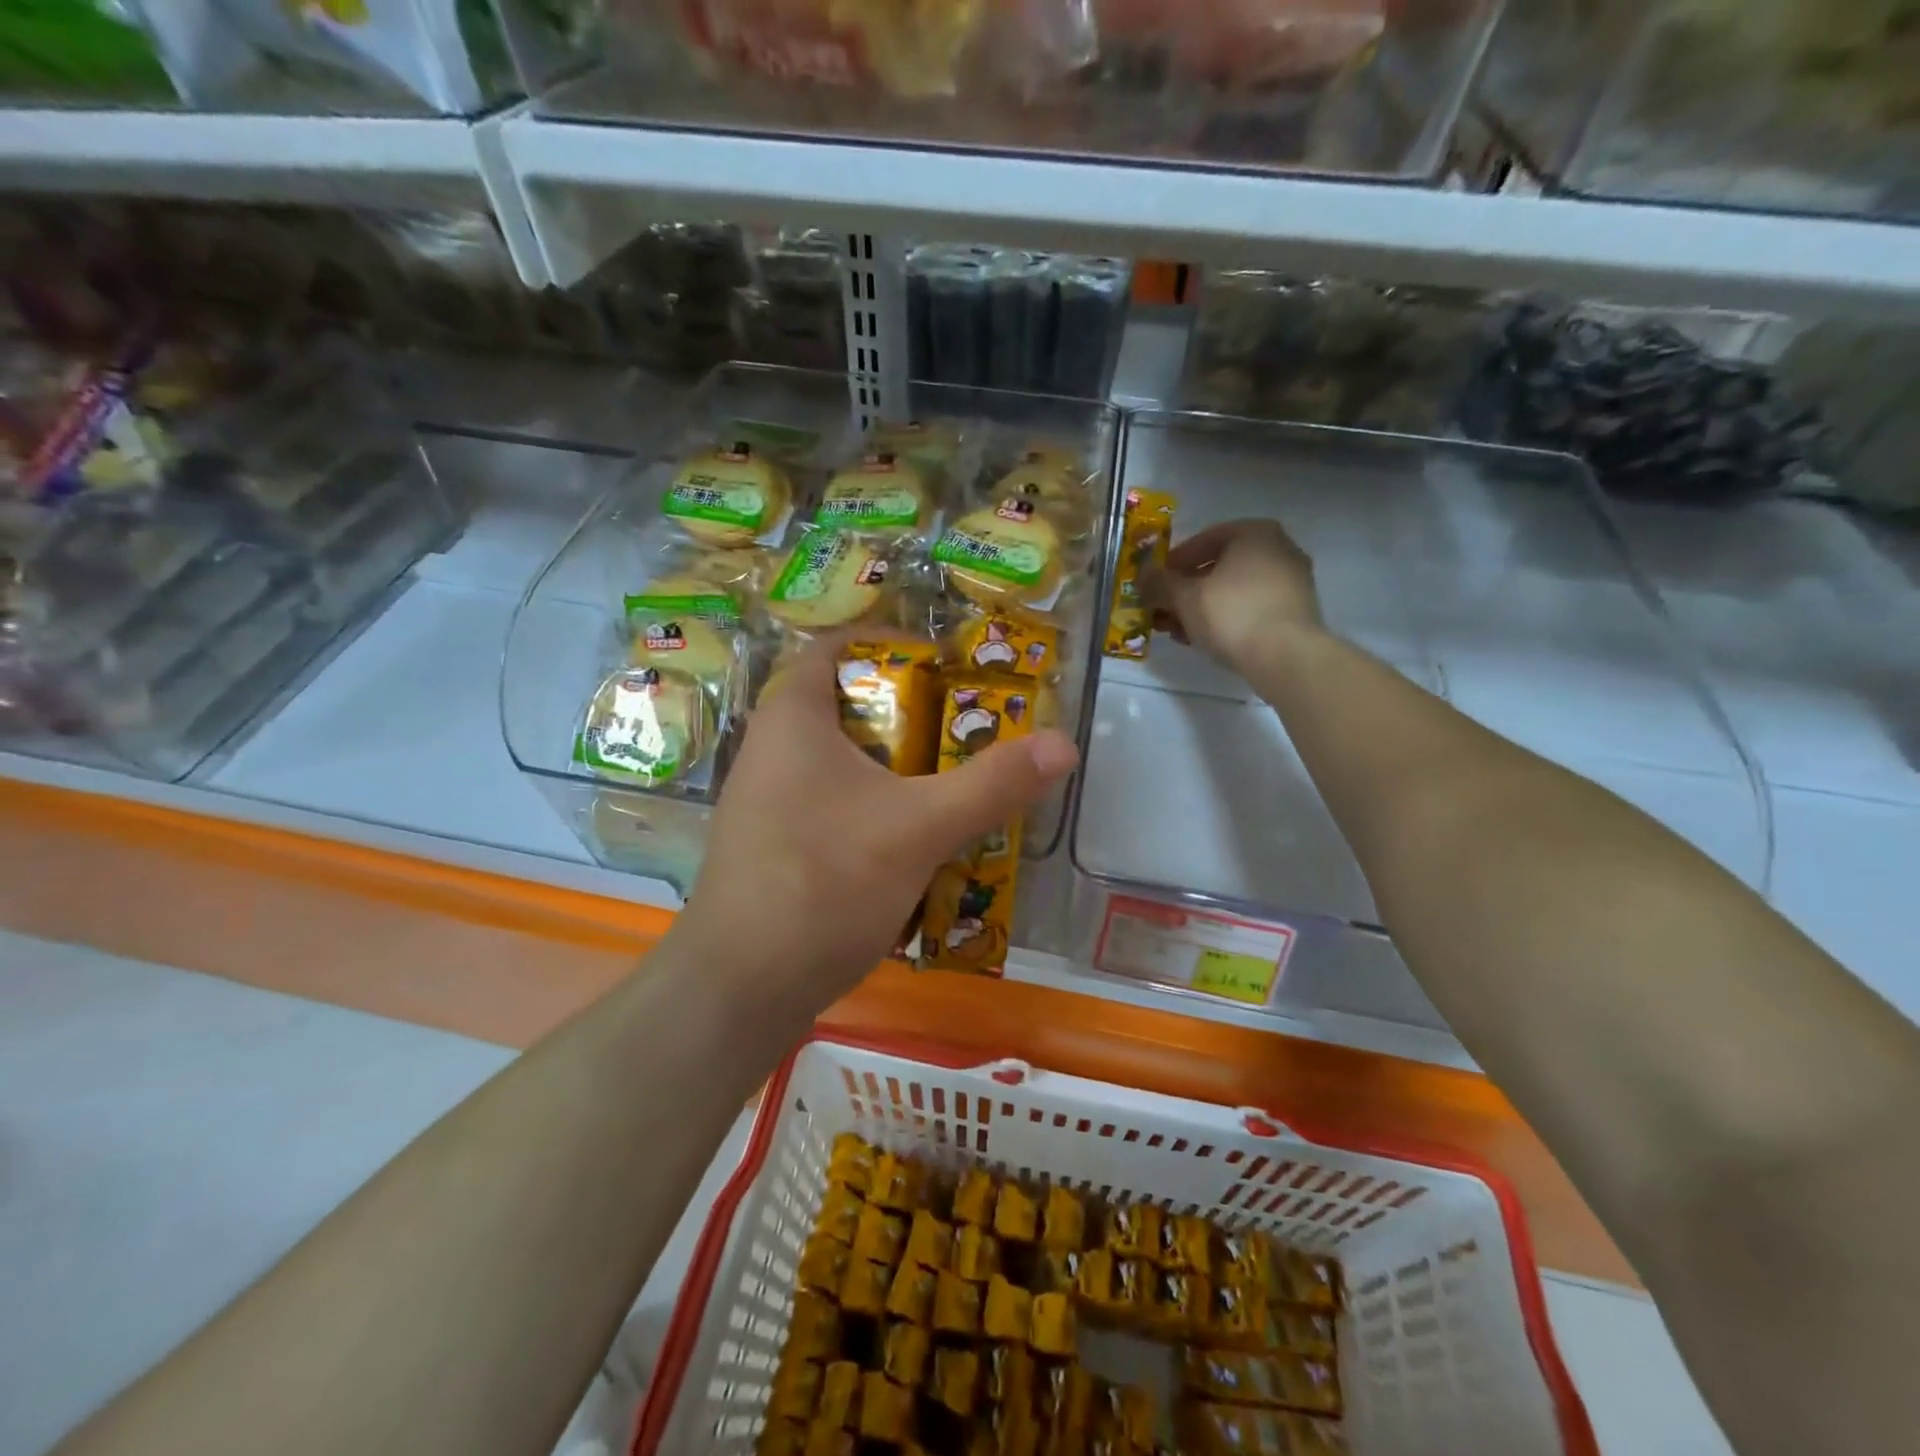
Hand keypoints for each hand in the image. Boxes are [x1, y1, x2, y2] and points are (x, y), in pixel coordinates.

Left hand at [677, 631, 1078, 1007]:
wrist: (740, 989)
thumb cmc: (824, 881)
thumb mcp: (920, 828)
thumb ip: (992, 784)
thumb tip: (1065, 745)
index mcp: (793, 717)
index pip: (837, 648)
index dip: (891, 645)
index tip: (947, 661)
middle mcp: (771, 748)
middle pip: (849, 707)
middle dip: (910, 713)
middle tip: (971, 722)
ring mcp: (768, 802)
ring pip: (843, 763)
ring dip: (896, 767)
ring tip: (955, 776)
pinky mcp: (774, 846)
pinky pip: (833, 805)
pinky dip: (875, 807)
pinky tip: (916, 836)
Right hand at [1143, 518, 1322, 673]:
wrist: (1286, 657)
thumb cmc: (1232, 614)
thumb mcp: (1184, 597)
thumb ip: (1159, 583)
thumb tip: (1142, 574)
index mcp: (1254, 533)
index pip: (1202, 541)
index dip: (1172, 564)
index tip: (1154, 584)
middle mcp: (1278, 549)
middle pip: (1218, 567)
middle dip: (1185, 590)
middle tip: (1161, 610)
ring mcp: (1290, 581)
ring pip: (1232, 591)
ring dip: (1200, 608)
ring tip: (1175, 630)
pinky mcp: (1294, 612)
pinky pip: (1250, 608)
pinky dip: (1224, 618)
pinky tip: (1202, 639)